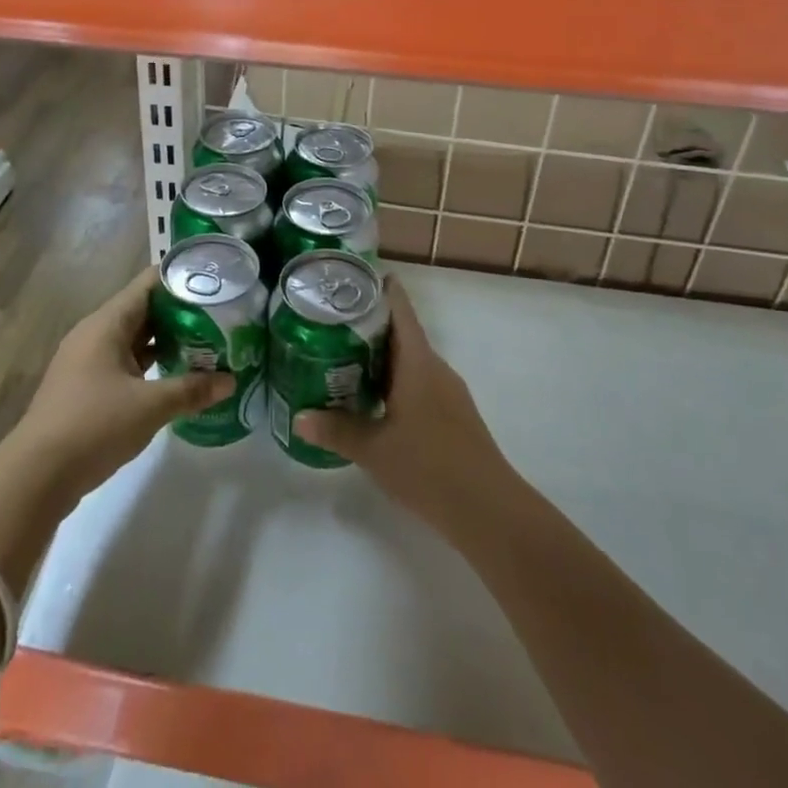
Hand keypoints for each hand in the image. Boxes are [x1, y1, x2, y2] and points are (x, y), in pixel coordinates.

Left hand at [10, 266, 233, 504]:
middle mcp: (96, 333)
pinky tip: (176, 377)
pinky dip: (151, 365)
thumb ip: (192, 390)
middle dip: (181, 313)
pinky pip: (126, 363)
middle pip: (144, 310)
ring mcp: (88, 361)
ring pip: (135, 339)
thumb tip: (231, 381)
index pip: (149, 283)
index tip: (215, 283)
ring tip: (207, 345)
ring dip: (167, 341)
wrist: (36, 476)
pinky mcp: (86, 387)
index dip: (182, 279)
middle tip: (221, 317)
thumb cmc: (94, 426)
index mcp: (107, 323)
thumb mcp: (150, 407)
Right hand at [295, 277, 509, 536]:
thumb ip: (336, 431)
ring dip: (378, 355)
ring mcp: (447, 391)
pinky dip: (393, 380)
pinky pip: (417, 382)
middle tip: (327, 321)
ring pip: (408, 359)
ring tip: (340, 357)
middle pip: (400, 332)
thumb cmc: (428, 467)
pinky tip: (371, 399)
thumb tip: (298, 418)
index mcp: (417, 361)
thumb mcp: (373, 449)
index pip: (399, 308)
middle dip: (366, 324)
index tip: (349, 278)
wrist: (488, 509)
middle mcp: (434, 367)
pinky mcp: (451, 414)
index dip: (378, 288)